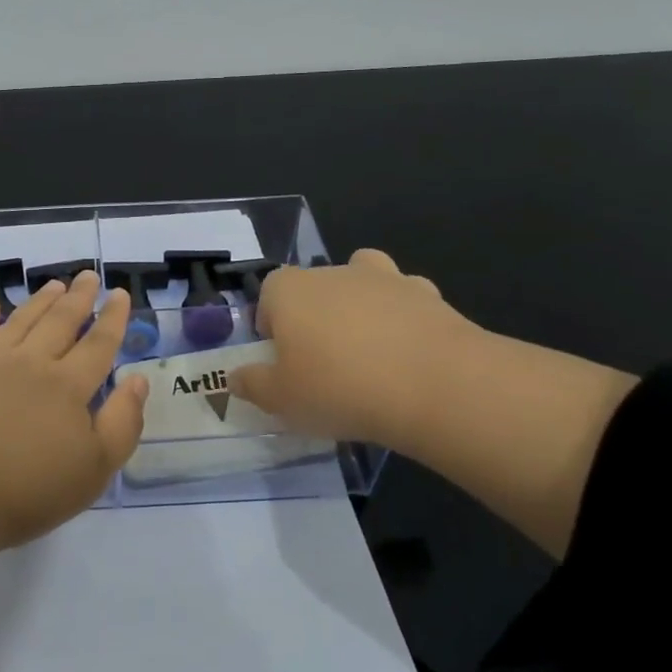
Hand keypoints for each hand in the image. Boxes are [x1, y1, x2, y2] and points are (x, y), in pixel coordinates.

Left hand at [0, 271, 148, 550]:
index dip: (113, 318)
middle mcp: (31, 363)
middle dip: (78, 298)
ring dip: (39, 301)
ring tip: (54, 285)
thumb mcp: (94, 469)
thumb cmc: (27, 490)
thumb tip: (137, 379)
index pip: (98, 344)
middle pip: (60, 322)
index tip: (120, 293)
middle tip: (88, 276)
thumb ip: (122, 422)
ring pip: (20, 321)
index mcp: (68, 386)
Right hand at [231, 248, 636, 556]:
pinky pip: (405, 299)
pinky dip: (403, 317)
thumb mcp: (281, 399)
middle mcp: (332, 272)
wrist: (434, 385)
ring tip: (367, 350)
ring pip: (361, 282)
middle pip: (313, 287)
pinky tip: (408, 352)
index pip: (268, 294)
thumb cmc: (339, 388)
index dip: (271, 324)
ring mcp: (383, 278)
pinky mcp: (427, 294)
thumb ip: (253, 385)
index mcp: (289, 290)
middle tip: (323, 364)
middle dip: (313, 316)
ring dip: (359, 306)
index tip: (282, 360)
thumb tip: (237, 377)